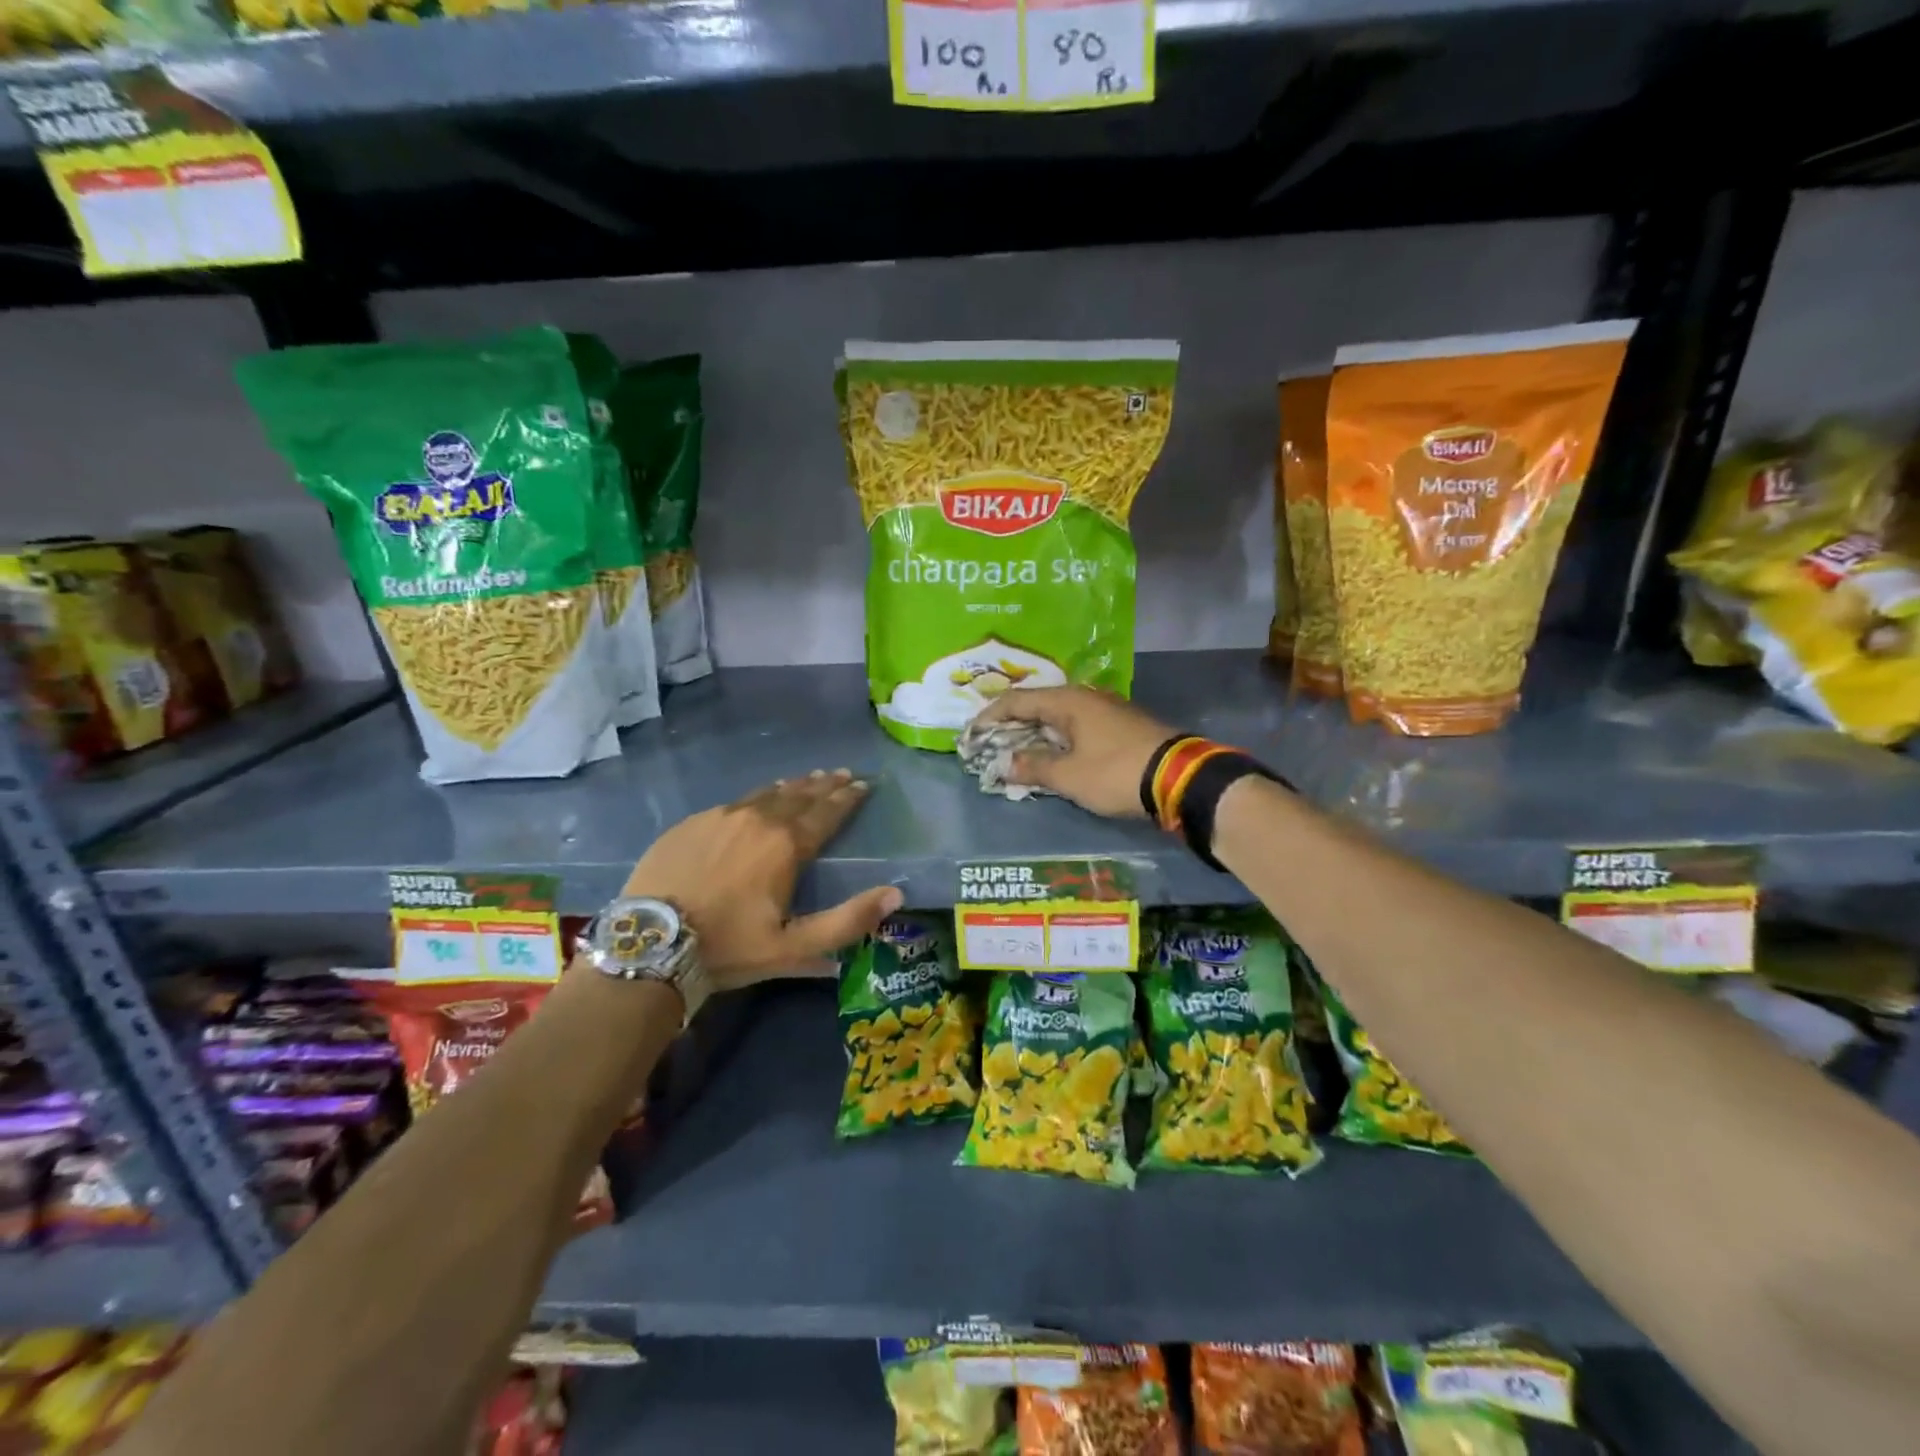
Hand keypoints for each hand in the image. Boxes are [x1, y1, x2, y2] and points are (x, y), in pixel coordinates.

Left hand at [619, 769, 901, 989]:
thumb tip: (896, 894)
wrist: (648, 943)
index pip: (826, 813)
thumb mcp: (794, 947)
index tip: (864, 784)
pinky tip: (758, 800)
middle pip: (799, 795)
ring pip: (766, 794)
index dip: (848, 798)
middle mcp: (757, 819)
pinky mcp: (691, 823)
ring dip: (793, 786)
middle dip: (825, 785)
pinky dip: (757, 797)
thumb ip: (848, 921)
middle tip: (843, 774)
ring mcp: (720, 817)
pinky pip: (734, 802)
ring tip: (809, 778)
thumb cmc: (728, 947)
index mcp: (786, 845)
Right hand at [970, 686, 1175, 818]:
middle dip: (1011, 726)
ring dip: (1035, 734)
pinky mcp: (1121, 725)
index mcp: (1068, 701)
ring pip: (1058, 717)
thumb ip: (1033, 767)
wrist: (1180, 778)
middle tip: (989, 744)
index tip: (971, 734)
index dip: (990, 717)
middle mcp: (1085, 697)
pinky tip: (1052, 755)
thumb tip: (1005, 764)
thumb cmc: (1116, 772)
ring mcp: (1106, 709)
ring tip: (1015, 752)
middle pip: (1037, 705)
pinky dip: (1057, 739)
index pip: (1017, 701)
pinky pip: (1077, 727)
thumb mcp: (1069, 776)